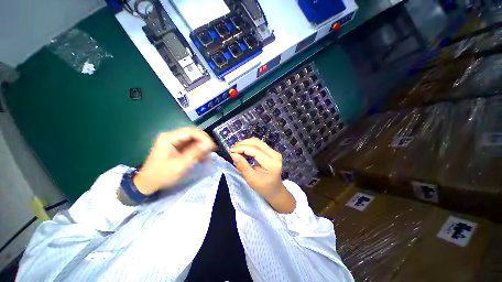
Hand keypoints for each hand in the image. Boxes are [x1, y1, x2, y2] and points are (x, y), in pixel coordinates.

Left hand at [133, 128, 215, 194]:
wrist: (147, 183)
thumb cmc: (162, 175)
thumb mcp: (180, 165)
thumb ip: (195, 153)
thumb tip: (208, 144)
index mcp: (169, 138)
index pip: (191, 131)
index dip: (204, 137)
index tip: (212, 146)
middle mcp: (171, 136)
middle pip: (193, 133)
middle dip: (204, 141)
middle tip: (211, 150)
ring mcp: (173, 140)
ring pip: (193, 138)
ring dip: (201, 146)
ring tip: (207, 155)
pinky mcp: (176, 146)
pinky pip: (190, 144)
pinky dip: (197, 149)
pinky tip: (201, 157)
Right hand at [230, 138, 295, 213]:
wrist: (275, 190)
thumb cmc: (263, 187)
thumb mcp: (251, 179)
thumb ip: (242, 166)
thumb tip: (233, 154)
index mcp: (272, 163)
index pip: (255, 150)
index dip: (242, 148)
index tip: (231, 151)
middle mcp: (275, 155)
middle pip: (257, 143)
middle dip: (243, 144)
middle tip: (233, 149)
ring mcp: (275, 152)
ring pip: (258, 142)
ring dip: (246, 143)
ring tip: (237, 149)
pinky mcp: (272, 152)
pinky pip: (260, 145)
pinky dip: (250, 145)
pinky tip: (244, 150)